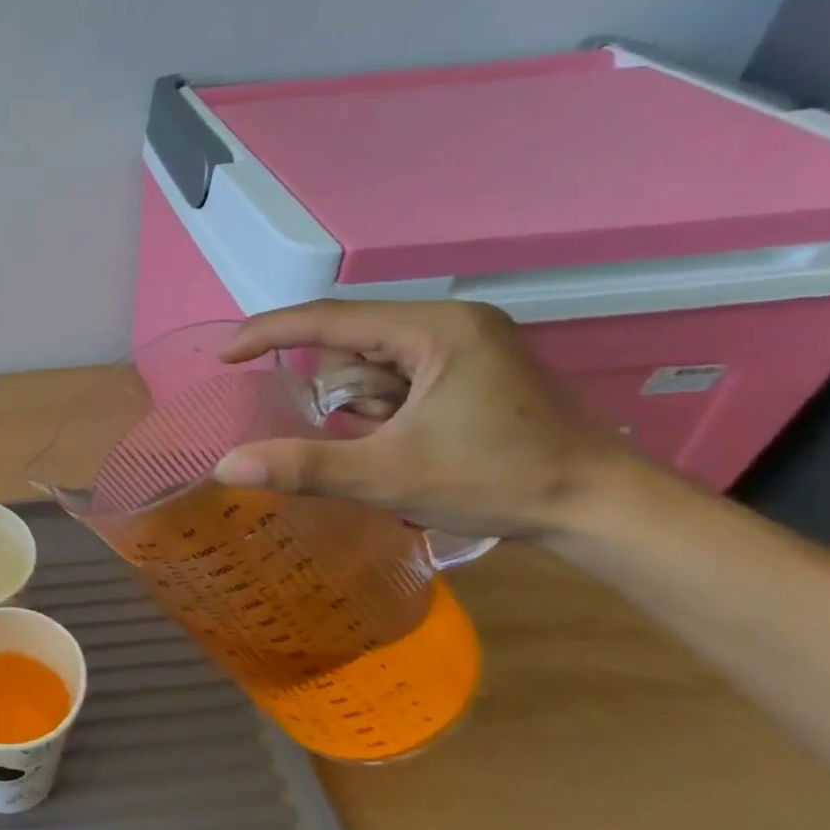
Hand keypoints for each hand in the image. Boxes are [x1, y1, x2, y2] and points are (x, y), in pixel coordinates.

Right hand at [212, 300, 632, 538]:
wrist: (604, 510)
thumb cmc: (498, 482)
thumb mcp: (388, 476)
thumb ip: (303, 466)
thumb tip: (224, 467)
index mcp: (435, 329)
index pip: (329, 318)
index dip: (269, 333)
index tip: (225, 357)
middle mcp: (451, 322)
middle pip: (351, 343)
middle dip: (340, 392)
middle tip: (364, 436)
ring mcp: (467, 342)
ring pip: (372, 361)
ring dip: (363, 403)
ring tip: (395, 443)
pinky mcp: (474, 366)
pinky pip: (398, 374)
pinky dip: (385, 406)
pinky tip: (410, 438)